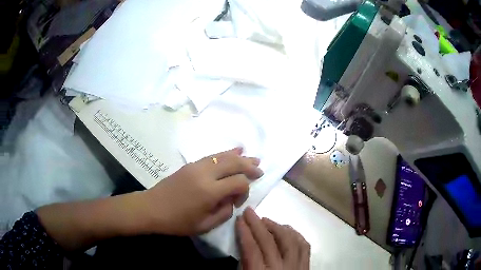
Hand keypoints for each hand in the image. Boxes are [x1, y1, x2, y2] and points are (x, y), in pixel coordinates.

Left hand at [143, 147, 263, 235]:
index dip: (245, 191)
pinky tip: (234, 150)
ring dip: (240, 157)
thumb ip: (224, 212)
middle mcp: (205, 174)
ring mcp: (197, 166)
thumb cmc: (177, 221)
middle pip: (234, 164)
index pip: (239, 183)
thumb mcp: (204, 226)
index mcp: (210, 191)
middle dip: (249, 166)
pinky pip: (212, 155)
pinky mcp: (191, 164)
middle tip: (260, 170)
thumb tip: (232, 200)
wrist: (152, 208)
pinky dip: (225, 153)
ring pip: (224, 156)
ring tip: (253, 158)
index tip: (237, 202)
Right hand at [236, 207, 310, 269]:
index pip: (252, 249)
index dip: (245, 232)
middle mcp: (281, 268)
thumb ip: (245, 262)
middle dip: (257, 224)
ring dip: (277, 227)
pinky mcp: (306, 266)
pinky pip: (304, 246)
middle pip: (270, 241)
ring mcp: (297, 266)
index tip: (240, 219)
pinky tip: (287, 230)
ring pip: (290, 240)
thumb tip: (244, 241)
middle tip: (249, 212)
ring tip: (266, 220)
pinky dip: (295, 235)